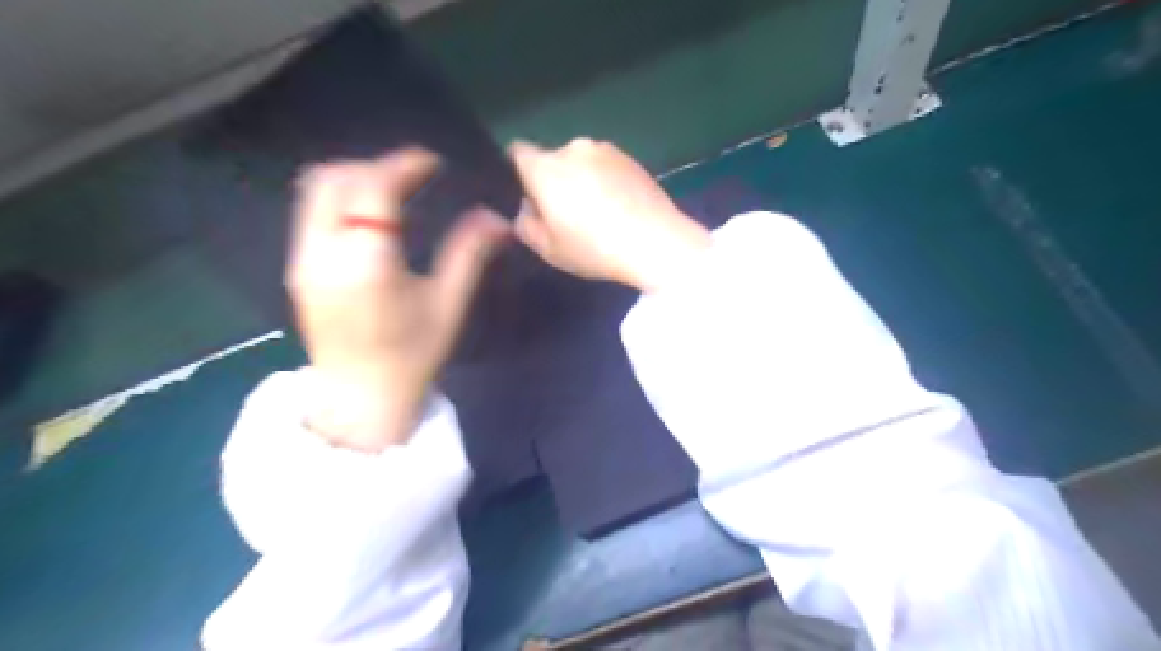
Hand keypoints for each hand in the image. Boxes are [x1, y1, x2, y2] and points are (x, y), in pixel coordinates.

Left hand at [289, 148, 505, 450]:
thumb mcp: (448, 305)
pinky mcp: (296, 269)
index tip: (433, 163)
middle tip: (413, 177)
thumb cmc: (412, 357)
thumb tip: (494, 216)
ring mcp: (301, 260)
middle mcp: (322, 252)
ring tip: (394, 193)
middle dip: (375, 166)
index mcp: (365, 262)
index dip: (403, 165)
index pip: (373, 188)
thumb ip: (469, 253)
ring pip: (315, 191)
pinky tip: (371, 220)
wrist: (360, 401)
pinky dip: (340, 199)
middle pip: (334, 178)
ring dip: (354, 178)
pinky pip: (311, 212)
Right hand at [509, 136, 707, 292]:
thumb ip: (525, 225)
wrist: (657, 242)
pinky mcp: (631, 158)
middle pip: (550, 159)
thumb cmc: (595, 248)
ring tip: (597, 214)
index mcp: (546, 167)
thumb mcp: (548, 250)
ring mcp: (606, 150)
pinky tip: (618, 209)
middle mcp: (573, 147)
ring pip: (580, 162)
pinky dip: (604, 181)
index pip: (515, 152)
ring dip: (580, 180)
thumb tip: (526, 210)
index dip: (515, 173)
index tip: (527, 198)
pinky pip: (605, 166)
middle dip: (551, 181)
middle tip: (565, 215)